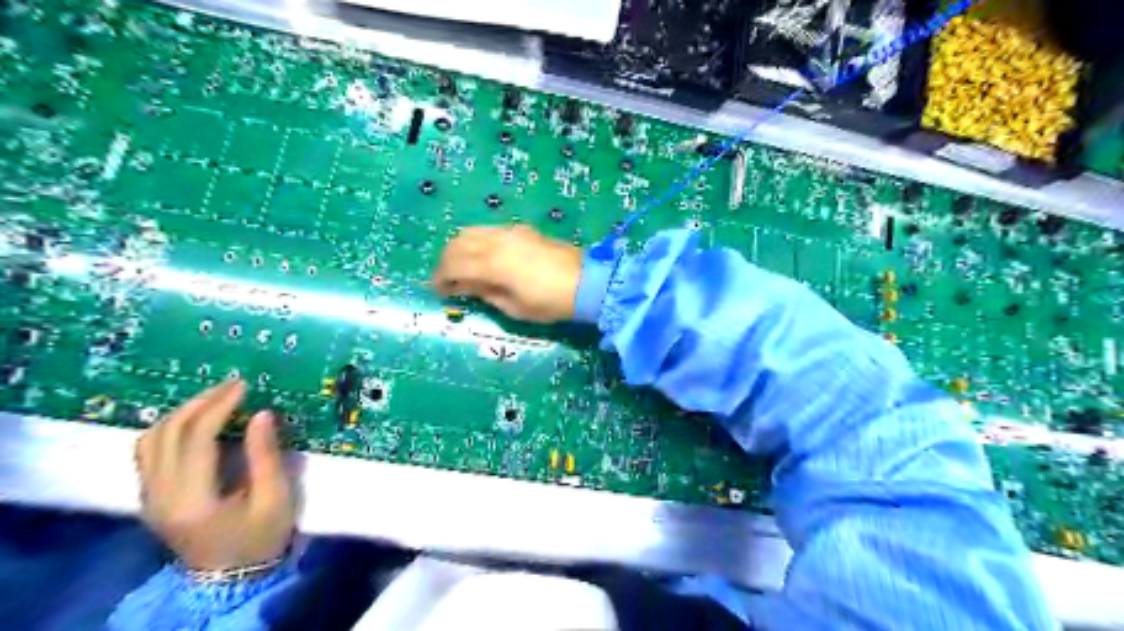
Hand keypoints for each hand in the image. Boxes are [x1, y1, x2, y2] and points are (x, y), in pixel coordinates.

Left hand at [132, 380, 292, 570]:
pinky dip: (171, 428)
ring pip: (150, 439)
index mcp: (192, 498)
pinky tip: (196, 421)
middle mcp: (159, 495)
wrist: (230, 579)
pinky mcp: (150, 497)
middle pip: (166, 433)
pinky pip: (149, 451)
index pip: (195, 438)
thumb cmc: (260, 538)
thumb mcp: (275, 498)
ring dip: (182, 412)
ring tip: (216, 398)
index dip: (218, 406)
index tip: (244, 386)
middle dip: (200, 402)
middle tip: (233, 385)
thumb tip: (262, 414)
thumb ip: (266, 456)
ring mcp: (149, 497)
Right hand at [430, 224, 584, 321]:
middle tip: (445, 279)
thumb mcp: (514, 307)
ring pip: (471, 231)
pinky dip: (475, 241)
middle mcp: (496, 241)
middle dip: (445, 261)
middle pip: (457, 243)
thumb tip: (465, 287)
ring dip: (458, 247)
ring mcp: (509, 232)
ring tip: (461, 267)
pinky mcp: (520, 229)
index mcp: (492, 264)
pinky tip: (481, 256)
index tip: (437, 291)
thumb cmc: (549, 302)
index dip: (440, 278)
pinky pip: (487, 230)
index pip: (454, 265)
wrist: (585, 282)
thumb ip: (485, 293)